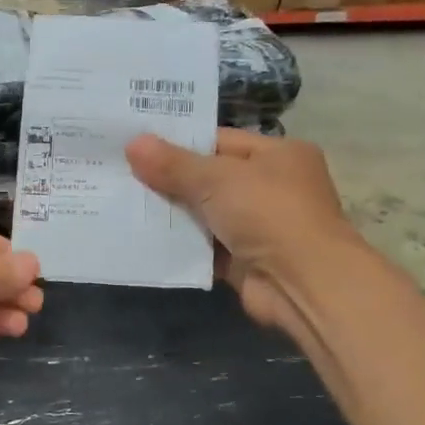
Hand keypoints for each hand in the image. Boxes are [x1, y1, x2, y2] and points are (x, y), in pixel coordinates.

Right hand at [126, 129, 355, 341]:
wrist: (303, 284)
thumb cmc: (268, 214)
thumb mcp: (217, 179)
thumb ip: (173, 164)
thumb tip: (133, 143)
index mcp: (278, 155)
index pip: (220, 140)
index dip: (179, 142)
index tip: (137, 144)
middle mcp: (272, 187)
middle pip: (210, 178)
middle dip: (169, 179)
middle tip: (121, 173)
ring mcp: (259, 226)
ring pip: (205, 214)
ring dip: (172, 214)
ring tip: (123, 203)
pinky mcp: (245, 261)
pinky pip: (204, 247)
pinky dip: (180, 245)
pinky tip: (143, 237)